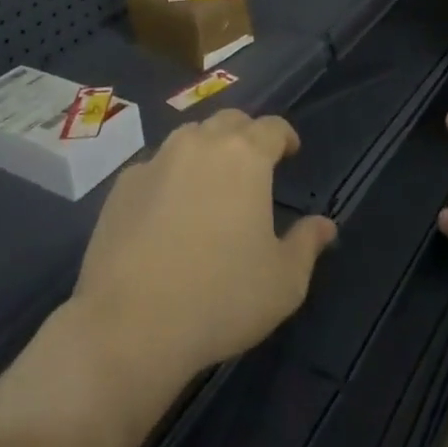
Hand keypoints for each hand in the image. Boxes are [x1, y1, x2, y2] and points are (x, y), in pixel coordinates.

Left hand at [68, 110, 337, 388]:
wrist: (130, 325)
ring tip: (210, 183)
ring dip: (206, 150)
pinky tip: (167, 211)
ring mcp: (156, 161)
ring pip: (188, 138)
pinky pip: (154, 167)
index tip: (290, 152)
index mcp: (245, 156)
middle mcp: (200, 144)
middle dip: (246, 135)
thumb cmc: (221, 298)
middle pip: (229, 121)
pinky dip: (169, 177)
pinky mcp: (122, 186)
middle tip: (253, 165)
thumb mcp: (284, 281)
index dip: (284, 136)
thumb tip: (325, 225)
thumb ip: (307, 244)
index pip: (272, 126)